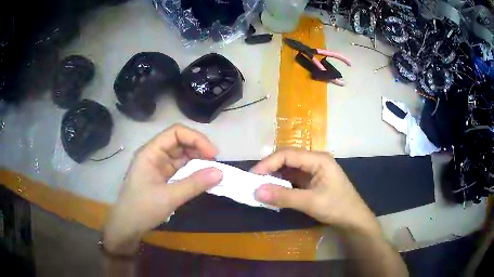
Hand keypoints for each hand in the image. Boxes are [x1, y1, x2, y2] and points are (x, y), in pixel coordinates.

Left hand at [102, 124, 222, 254]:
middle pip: (180, 142)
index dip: (196, 139)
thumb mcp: (169, 197)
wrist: (127, 226)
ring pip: (182, 155)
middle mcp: (155, 155)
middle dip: (199, 149)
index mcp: (151, 152)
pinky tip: (203, 178)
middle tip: (215, 164)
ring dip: (198, 160)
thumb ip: (194, 184)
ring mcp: (159, 166)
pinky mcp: (163, 177)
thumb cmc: (142, 209)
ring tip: (212, 171)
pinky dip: (193, 172)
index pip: (176, 133)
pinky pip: (181, 169)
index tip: (212, 154)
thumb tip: (220, 172)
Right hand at [251, 148, 381, 236]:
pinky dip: (282, 184)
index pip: (288, 155)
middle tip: (254, 182)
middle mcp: (315, 161)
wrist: (354, 219)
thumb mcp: (310, 202)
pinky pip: (293, 179)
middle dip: (270, 169)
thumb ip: (284, 196)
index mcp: (318, 159)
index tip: (253, 176)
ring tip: (260, 187)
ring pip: (289, 169)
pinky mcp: (312, 181)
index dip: (268, 163)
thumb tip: (256, 191)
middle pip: (287, 159)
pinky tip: (274, 191)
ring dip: (275, 177)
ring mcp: (314, 171)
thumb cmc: (337, 207)